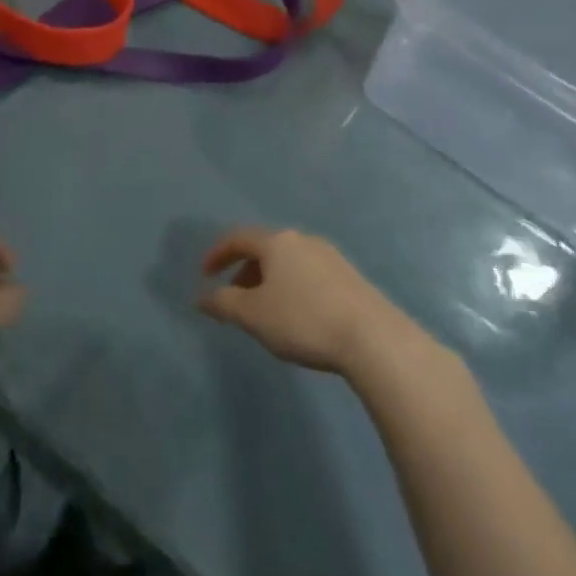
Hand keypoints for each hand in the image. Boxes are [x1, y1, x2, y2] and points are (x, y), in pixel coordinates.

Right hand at [198, 228, 410, 374]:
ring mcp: (330, 256)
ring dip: (269, 281)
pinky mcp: (350, 276)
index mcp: (276, 242)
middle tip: (234, 298)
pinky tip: (298, 316)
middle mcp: (302, 240)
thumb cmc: (303, 320)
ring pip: (288, 262)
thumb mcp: (254, 315)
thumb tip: (202, 297)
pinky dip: (292, 288)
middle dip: (244, 271)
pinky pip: (309, 274)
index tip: (204, 275)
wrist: (373, 337)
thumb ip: (223, 303)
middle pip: (265, 249)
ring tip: (265, 311)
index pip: (238, 238)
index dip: (217, 254)